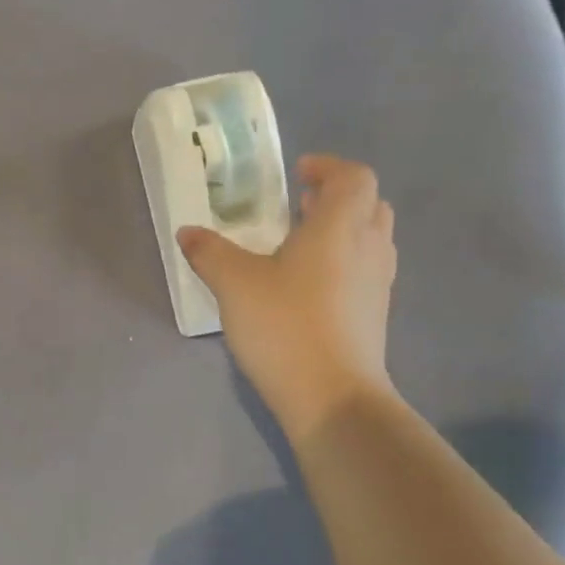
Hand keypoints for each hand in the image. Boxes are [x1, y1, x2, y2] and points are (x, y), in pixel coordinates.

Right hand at [178, 155, 397, 437]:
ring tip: (300, 245)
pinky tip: (308, 287)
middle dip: (336, 199)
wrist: (332, 396)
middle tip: (298, 208)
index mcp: (340, 227)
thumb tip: (187, 232)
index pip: (353, 177)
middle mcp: (369, 248)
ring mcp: (377, 284)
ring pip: (370, 239)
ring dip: (342, 231)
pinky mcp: (374, 316)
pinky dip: (344, 263)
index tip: (298, 174)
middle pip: (369, 205)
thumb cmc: (286, 325)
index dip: (328, 168)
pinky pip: (365, 271)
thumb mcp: (235, 284)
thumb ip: (210, 253)